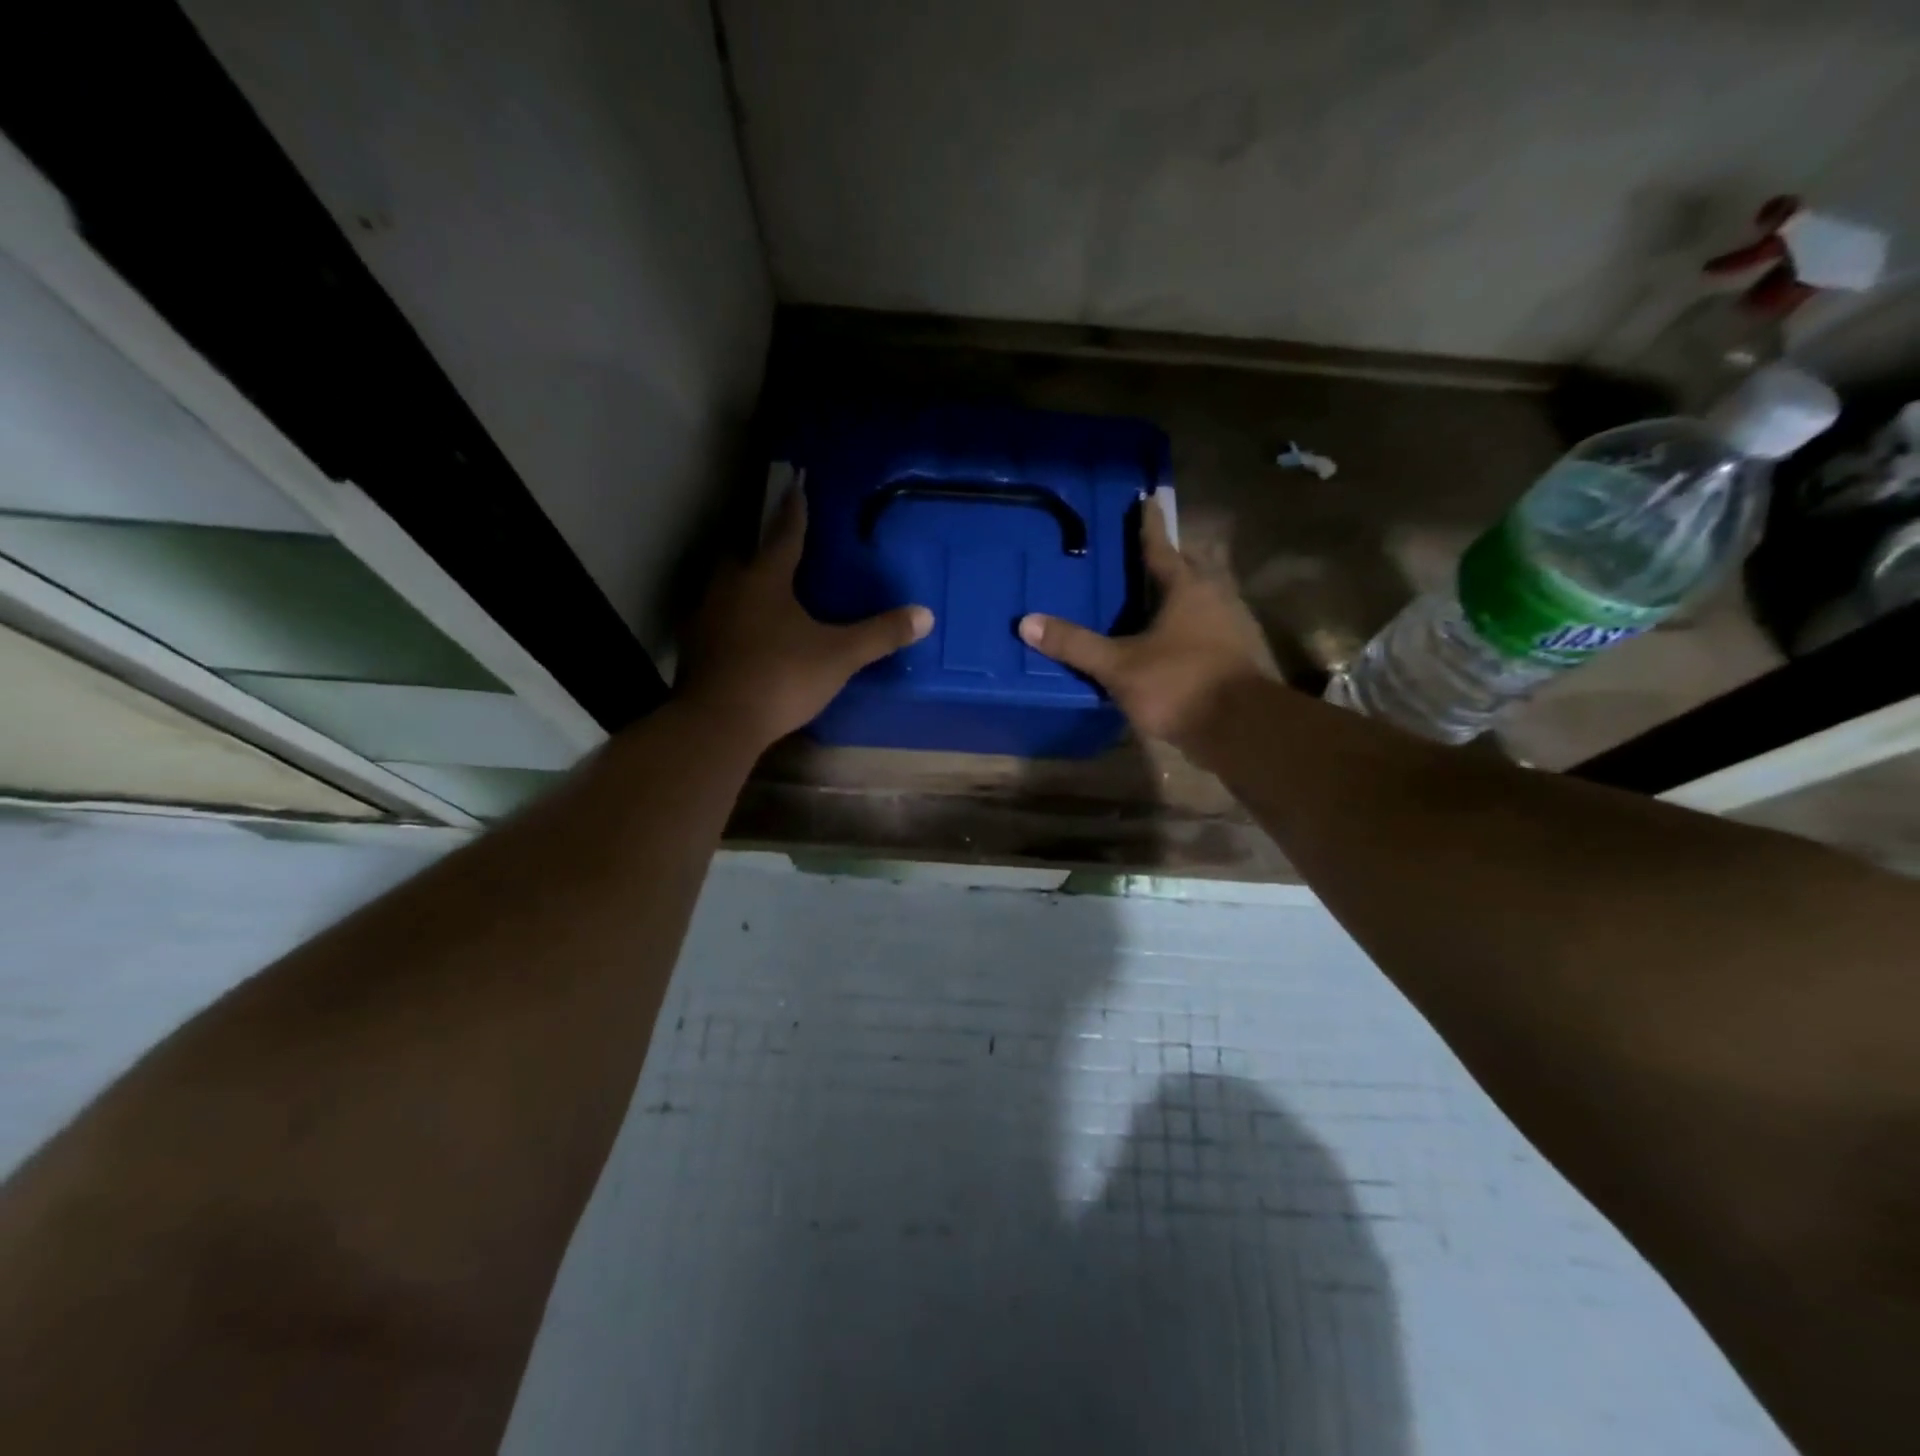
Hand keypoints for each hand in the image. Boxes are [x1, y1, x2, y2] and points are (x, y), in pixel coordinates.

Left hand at [679, 487, 933, 748]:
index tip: (796, 484)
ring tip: (761, 588)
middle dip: (757, 544)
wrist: (719, 722)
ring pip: (723, 585)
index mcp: (764, 579)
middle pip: (741, 553)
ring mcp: (706, 617)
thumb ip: (880, 634)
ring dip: (741, 580)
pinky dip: (731, 616)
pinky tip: (744, 632)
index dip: (794, 509)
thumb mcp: (839, 656)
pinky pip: (715, 618)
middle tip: (774, 543)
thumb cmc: (781, 677)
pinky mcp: (696, 647)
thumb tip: (926, 615)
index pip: (784, 533)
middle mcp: (729, 588)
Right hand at [1019, 492, 1277, 750]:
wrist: (1241, 727)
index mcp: (1186, 589)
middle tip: (1147, 555)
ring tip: (1158, 597)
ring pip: (1204, 597)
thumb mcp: (1118, 666)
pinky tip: (1176, 641)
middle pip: (1191, 568)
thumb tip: (1027, 622)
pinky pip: (1210, 626)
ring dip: (1183, 593)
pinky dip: (1191, 625)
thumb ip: (1075, 644)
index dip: (1150, 526)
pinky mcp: (1239, 655)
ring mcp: (1232, 626)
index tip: (1147, 500)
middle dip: (1171, 559)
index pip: (1161, 547)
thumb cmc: (1179, 684)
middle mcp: (1215, 597)